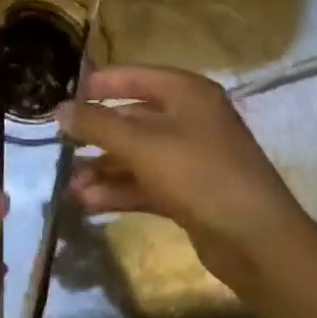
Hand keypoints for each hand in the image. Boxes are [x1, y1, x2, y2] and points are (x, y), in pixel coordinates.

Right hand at [57, 65, 315, 300]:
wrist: (258, 242)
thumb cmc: (199, 174)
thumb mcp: (142, 145)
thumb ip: (97, 124)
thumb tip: (58, 109)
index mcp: (186, 92)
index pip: (132, 76)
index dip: (97, 85)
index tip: (62, 99)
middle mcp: (189, 118)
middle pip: (132, 117)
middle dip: (96, 135)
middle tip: (60, 146)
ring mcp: (191, 156)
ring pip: (137, 154)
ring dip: (104, 168)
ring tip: (70, 186)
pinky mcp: (189, 192)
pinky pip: (146, 182)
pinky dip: (120, 189)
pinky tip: (89, 203)